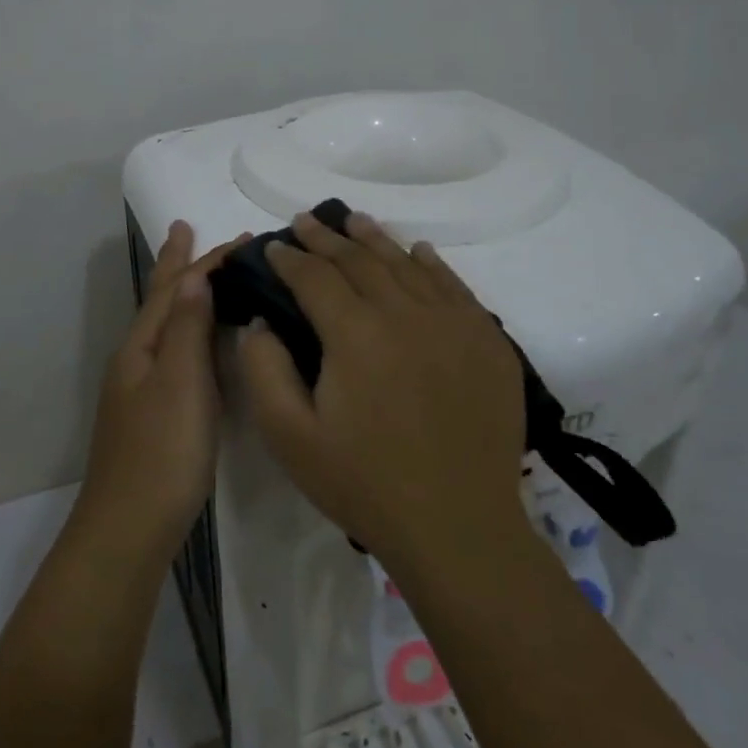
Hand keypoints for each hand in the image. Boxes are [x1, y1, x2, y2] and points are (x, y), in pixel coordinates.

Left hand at [80, 221, 249, 555]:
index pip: (176, 289)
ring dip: (183, 295)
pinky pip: (174, 353)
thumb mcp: (180, 382)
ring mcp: (142, 388)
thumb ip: (188, 328)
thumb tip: (195, 275)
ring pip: (166, 327)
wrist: (130, 527)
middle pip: (161, 301)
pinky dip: (188, 330)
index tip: (241, 238)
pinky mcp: (154, 413)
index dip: (205, 261)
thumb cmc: (162, 452)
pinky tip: (198, 341)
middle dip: (178, 266)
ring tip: (198, 273)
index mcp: (142, 347)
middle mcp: (137, 360)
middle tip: (189, 230)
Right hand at [236, 212, 527, 574]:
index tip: (272, 247)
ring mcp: (453, 323)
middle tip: (305, 221)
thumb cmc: (365, 484)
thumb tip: (259, 321)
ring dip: (375, 240)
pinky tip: (419, 251)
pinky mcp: (487, 341)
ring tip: (353, 221)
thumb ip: (264, 370)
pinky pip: (455, 286)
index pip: (315, 278)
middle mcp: (406, 313)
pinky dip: (432, 264)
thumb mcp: (290, 437)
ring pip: (407, 265)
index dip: (289, 259)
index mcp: (355, 334)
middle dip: (326, 238)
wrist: (458, 526)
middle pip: (360, 261)